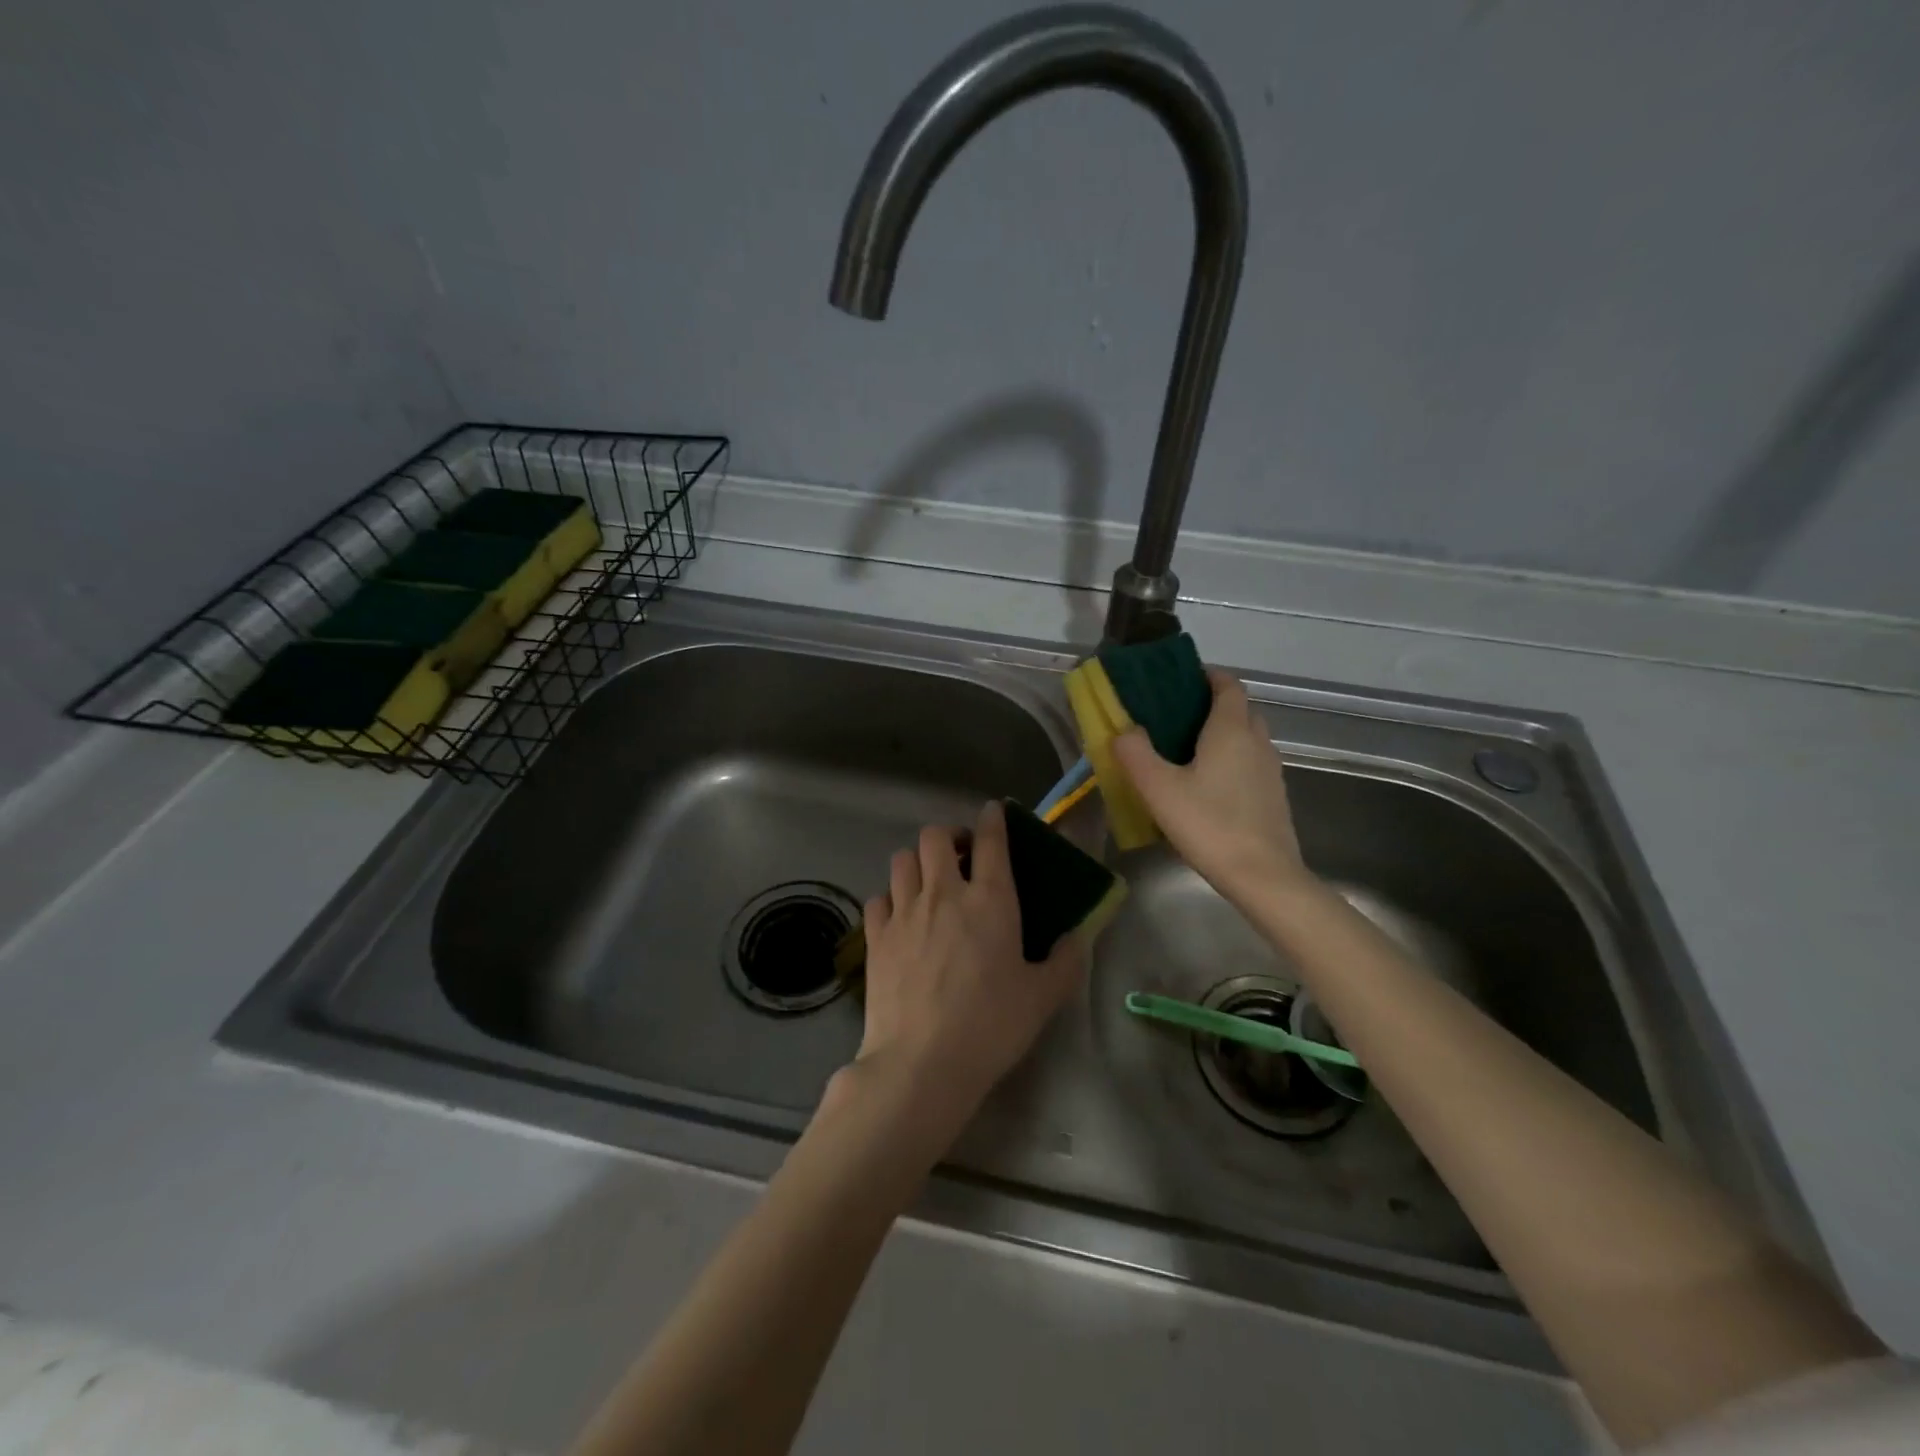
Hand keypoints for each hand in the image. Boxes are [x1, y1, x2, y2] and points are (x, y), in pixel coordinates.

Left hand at [853, 800, 1083, 1126]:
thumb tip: (1078, 937)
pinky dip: (890, 898)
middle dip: (950, 837)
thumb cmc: (991, 1026)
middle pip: (935, 836)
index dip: (993, 818)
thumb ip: (1065, 961)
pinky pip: (878, 897)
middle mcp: (943, 893)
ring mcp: (904, 912)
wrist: (922, 1062)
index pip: (990, 839)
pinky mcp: (875, 936)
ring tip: (929, 883)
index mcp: (989, 899)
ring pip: (902, 860)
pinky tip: (900, 918)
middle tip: (962, 858)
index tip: (994, 812)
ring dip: (918, 862)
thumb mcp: (1043, 997)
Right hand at [1112, 668, 1314, 908]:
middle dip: (1212, 706)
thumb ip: (1135, 754)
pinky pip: (1251, 764)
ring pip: (1247, 738)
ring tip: (1187, 752)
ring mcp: (1270, 770)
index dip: (1208, 676)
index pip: (1228, 685)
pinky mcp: (1274, 796)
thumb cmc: (1209, 824)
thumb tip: (1124, 730)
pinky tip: (1207, 786)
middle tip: (1176, 718)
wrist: (1263, 876)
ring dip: (1223, 735)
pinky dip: (1232, 761)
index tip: (1181, 680)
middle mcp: (1257, 742)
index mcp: (1231, 730)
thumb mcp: (1159, 789)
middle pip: (1239, 710)